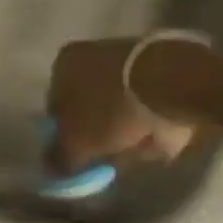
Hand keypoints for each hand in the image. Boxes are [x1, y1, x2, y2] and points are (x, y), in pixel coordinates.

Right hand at [46, 38, 196, 171]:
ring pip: (116, 105)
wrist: (171, 83)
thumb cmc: (112, 108)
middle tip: (107, 157)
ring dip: (123, 128)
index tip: (79, 158)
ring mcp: (126, 57)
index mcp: (64, 63)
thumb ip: (60, 157)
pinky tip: (154, 137)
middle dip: (97, 132)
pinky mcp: (157, 66)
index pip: (55, 107)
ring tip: (135, 151)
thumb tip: (51, 169)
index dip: (64, 136)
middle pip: (88, 105)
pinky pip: (145, 103)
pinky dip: (148, 121)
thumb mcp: (78, 141)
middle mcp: (90, 53)